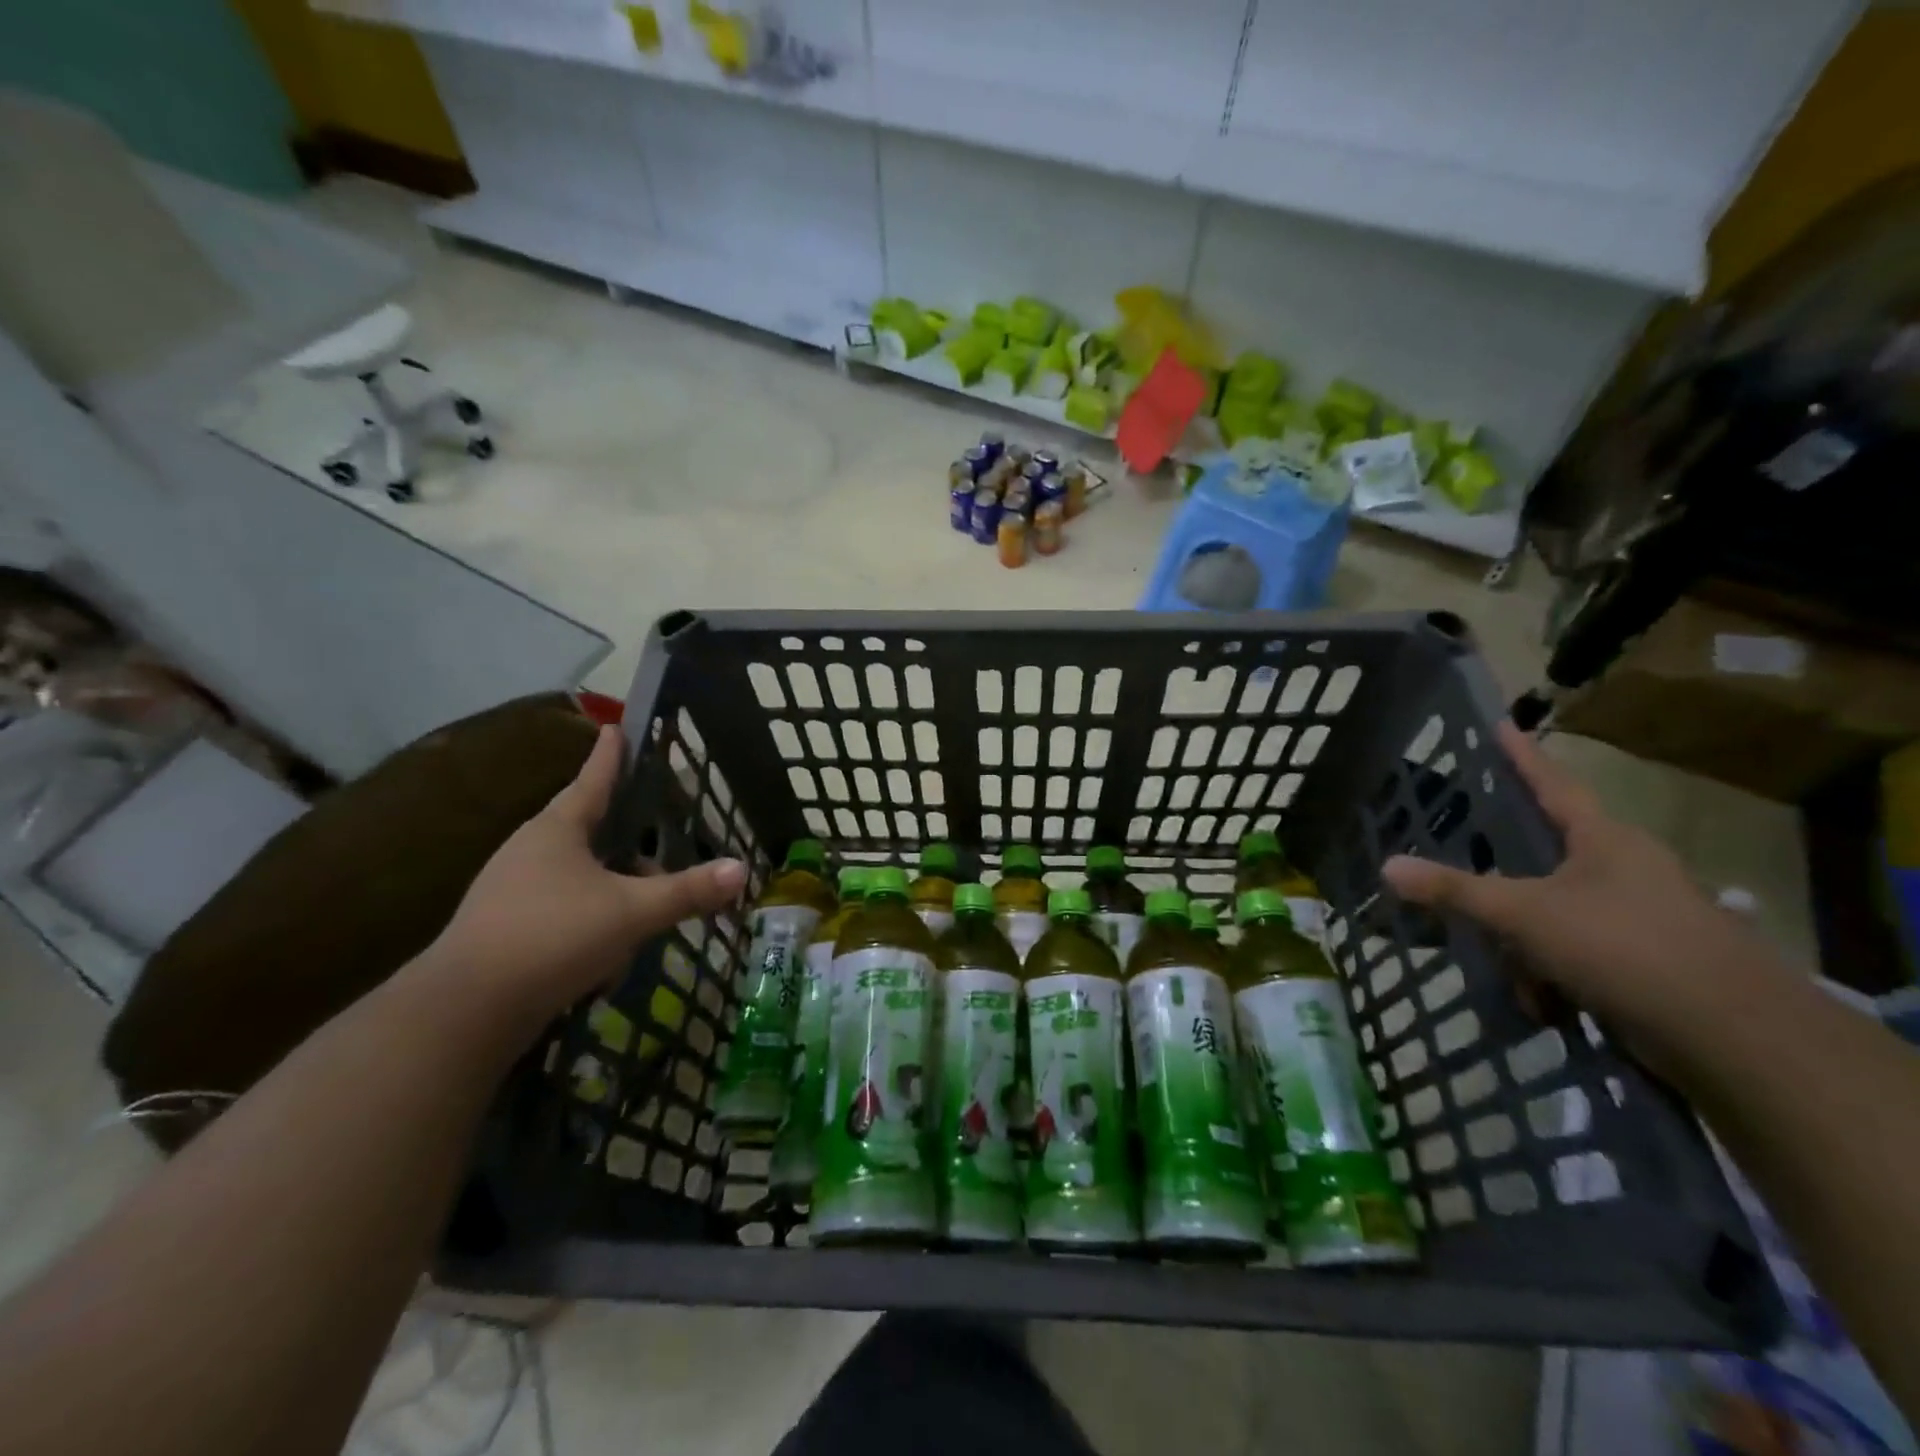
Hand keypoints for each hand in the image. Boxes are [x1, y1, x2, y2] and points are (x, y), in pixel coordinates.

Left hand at [425, 725, 746, 1029]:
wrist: (465, 1011)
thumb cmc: (553, 936)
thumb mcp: (631, 912)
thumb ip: (688, 891)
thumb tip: (741, 869)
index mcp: (557, 830)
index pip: (592, 780)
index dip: (610, 755)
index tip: (615, 727)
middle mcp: (529, 851)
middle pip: (585, 828)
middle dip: (622, 834)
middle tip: (653, 834)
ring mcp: (511, 891)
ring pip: (576, 874)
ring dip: (610, 886)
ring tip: (642, 907)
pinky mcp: (503, 929)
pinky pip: (561, 910)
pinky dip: (590, 921)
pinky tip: (608, 953)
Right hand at [1380, 722, 1790, 1067]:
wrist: (1733, 1037)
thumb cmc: (1622, 946)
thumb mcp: (1524, 914)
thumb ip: (1455, 890)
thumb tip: (1387, 867)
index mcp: (1605, 840)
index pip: (1553, 783)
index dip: (1523, 756)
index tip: (1502, 725)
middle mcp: (1626, 869)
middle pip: (1546, 858)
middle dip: (1505, 886)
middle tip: (1469, 886)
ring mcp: (1642, 916)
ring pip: (1557, 913)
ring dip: (1526, 946)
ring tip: (1511, 978)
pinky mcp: (1648, 962)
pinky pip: (1578, 953)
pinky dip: (1554, 977)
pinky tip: (1544, 1005)